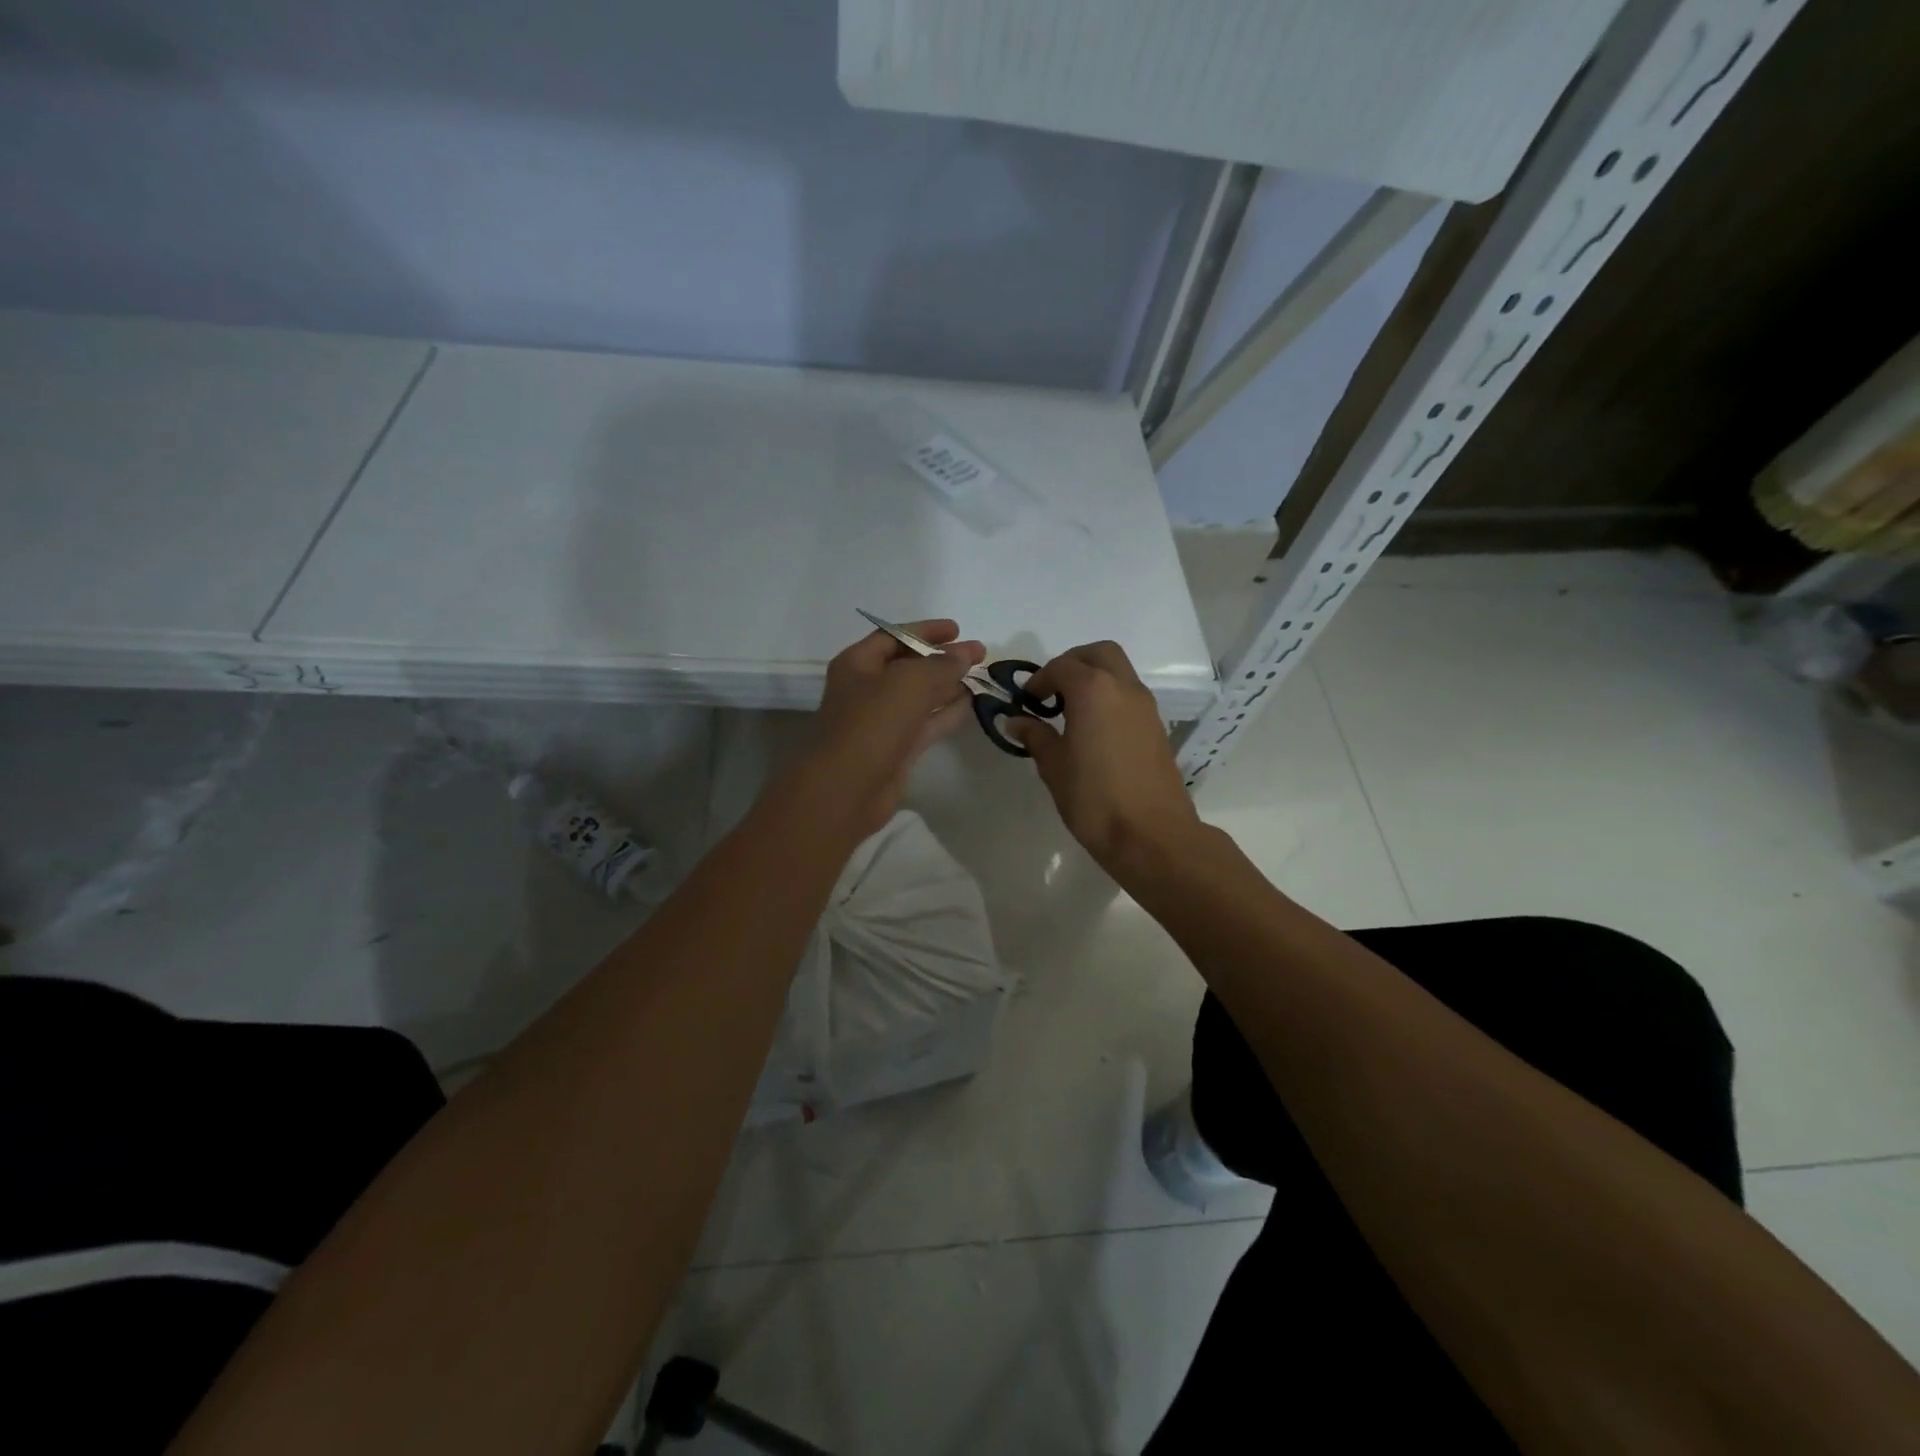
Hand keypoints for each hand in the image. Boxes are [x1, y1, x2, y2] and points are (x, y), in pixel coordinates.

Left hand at [802, 619, 985, 836]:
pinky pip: (925, 723)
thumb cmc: (872, 724)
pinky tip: (971, 704)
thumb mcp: (910, 682)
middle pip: (908, 666)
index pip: (894, 636)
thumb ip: (941, 664)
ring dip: (948, 685)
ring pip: (919, 696)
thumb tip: (965, 653)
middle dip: (942, 658)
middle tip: (979, 654)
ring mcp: (881, 721)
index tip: (958, 630)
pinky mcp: (896, 749)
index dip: (926, 630)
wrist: (848, 789)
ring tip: (981, 676)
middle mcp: (866, 689)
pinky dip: (946, 712)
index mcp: (858, 664)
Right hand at [1004, 641, 1201, 877]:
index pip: (1062, 667)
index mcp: (1093, 690)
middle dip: (1073, 663)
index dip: (1040, 679)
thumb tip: (1017, 721)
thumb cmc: (1094, 799)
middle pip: (1099, 654)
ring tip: (1070, 711)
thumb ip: (1035, 736)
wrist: (1151, 834)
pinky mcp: (1156, 726)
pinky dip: (1109, 697)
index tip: (1027, 700)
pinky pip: (1129, 695)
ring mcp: (1145, 706)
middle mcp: (1123, 688)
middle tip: (1052, 690)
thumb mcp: (1054, 767)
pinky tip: (1093, 729)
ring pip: (1119, 671)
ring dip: (1094, 678)